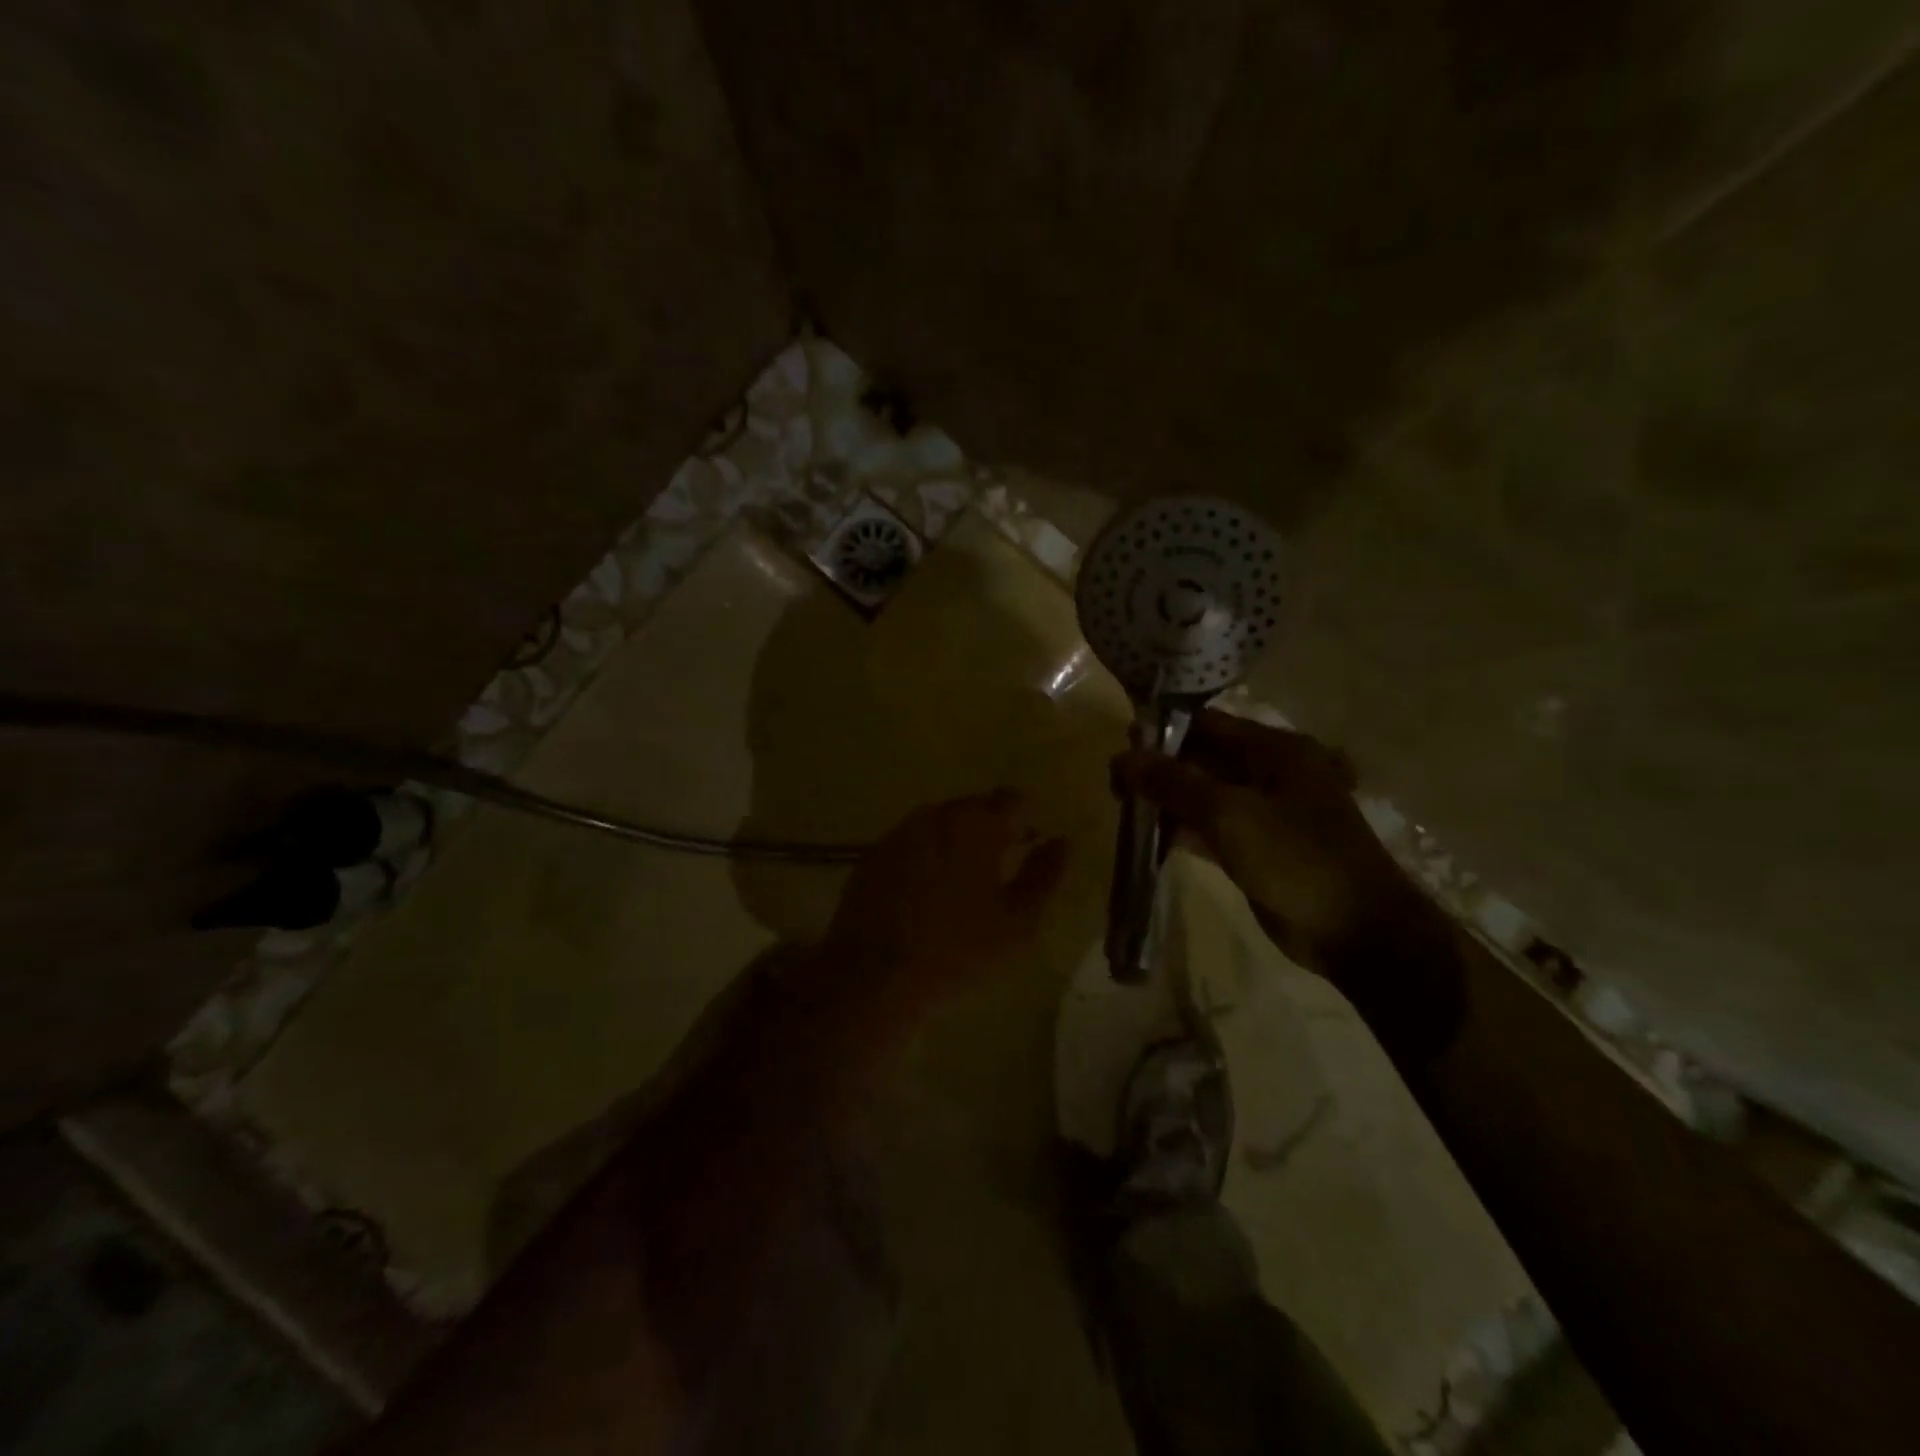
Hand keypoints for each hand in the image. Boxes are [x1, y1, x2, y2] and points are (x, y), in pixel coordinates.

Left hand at [823, 790, 1069, 1014]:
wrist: (871, 979)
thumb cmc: (956, 952)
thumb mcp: (1017, 923)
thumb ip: (1044, 876)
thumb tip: (1062, 843)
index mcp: (976, 825)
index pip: (1013, 800)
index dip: (1029, 818)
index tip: (1034, 842)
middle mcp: (935, 816)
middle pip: (974, 807)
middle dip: (993, 827)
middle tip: (1003, 865)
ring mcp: (898, 834)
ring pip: (939, 823)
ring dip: (957, 840)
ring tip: (965, 881)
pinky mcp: (872, 856)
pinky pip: (911, 843)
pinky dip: (926, 856)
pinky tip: (927, 893)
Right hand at [1114, 711, 1419, 976]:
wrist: (1358, 932)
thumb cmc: (1297, 860)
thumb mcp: (1230, 814)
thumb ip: (1174, 782)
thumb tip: (1123, 757)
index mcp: (1275, 750)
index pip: (1207, 724)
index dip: (1162, 732)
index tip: (1122, 750)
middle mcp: (1271, 772)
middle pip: (1203, 758)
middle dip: (1160, 768)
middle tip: (1118, 788)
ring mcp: (1266, 812)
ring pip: (1205, 794)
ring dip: (1169, 800)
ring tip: (1127, 811)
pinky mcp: (1259, 847)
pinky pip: (1213, 827)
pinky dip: (1184, 829)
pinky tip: (1151, 840)